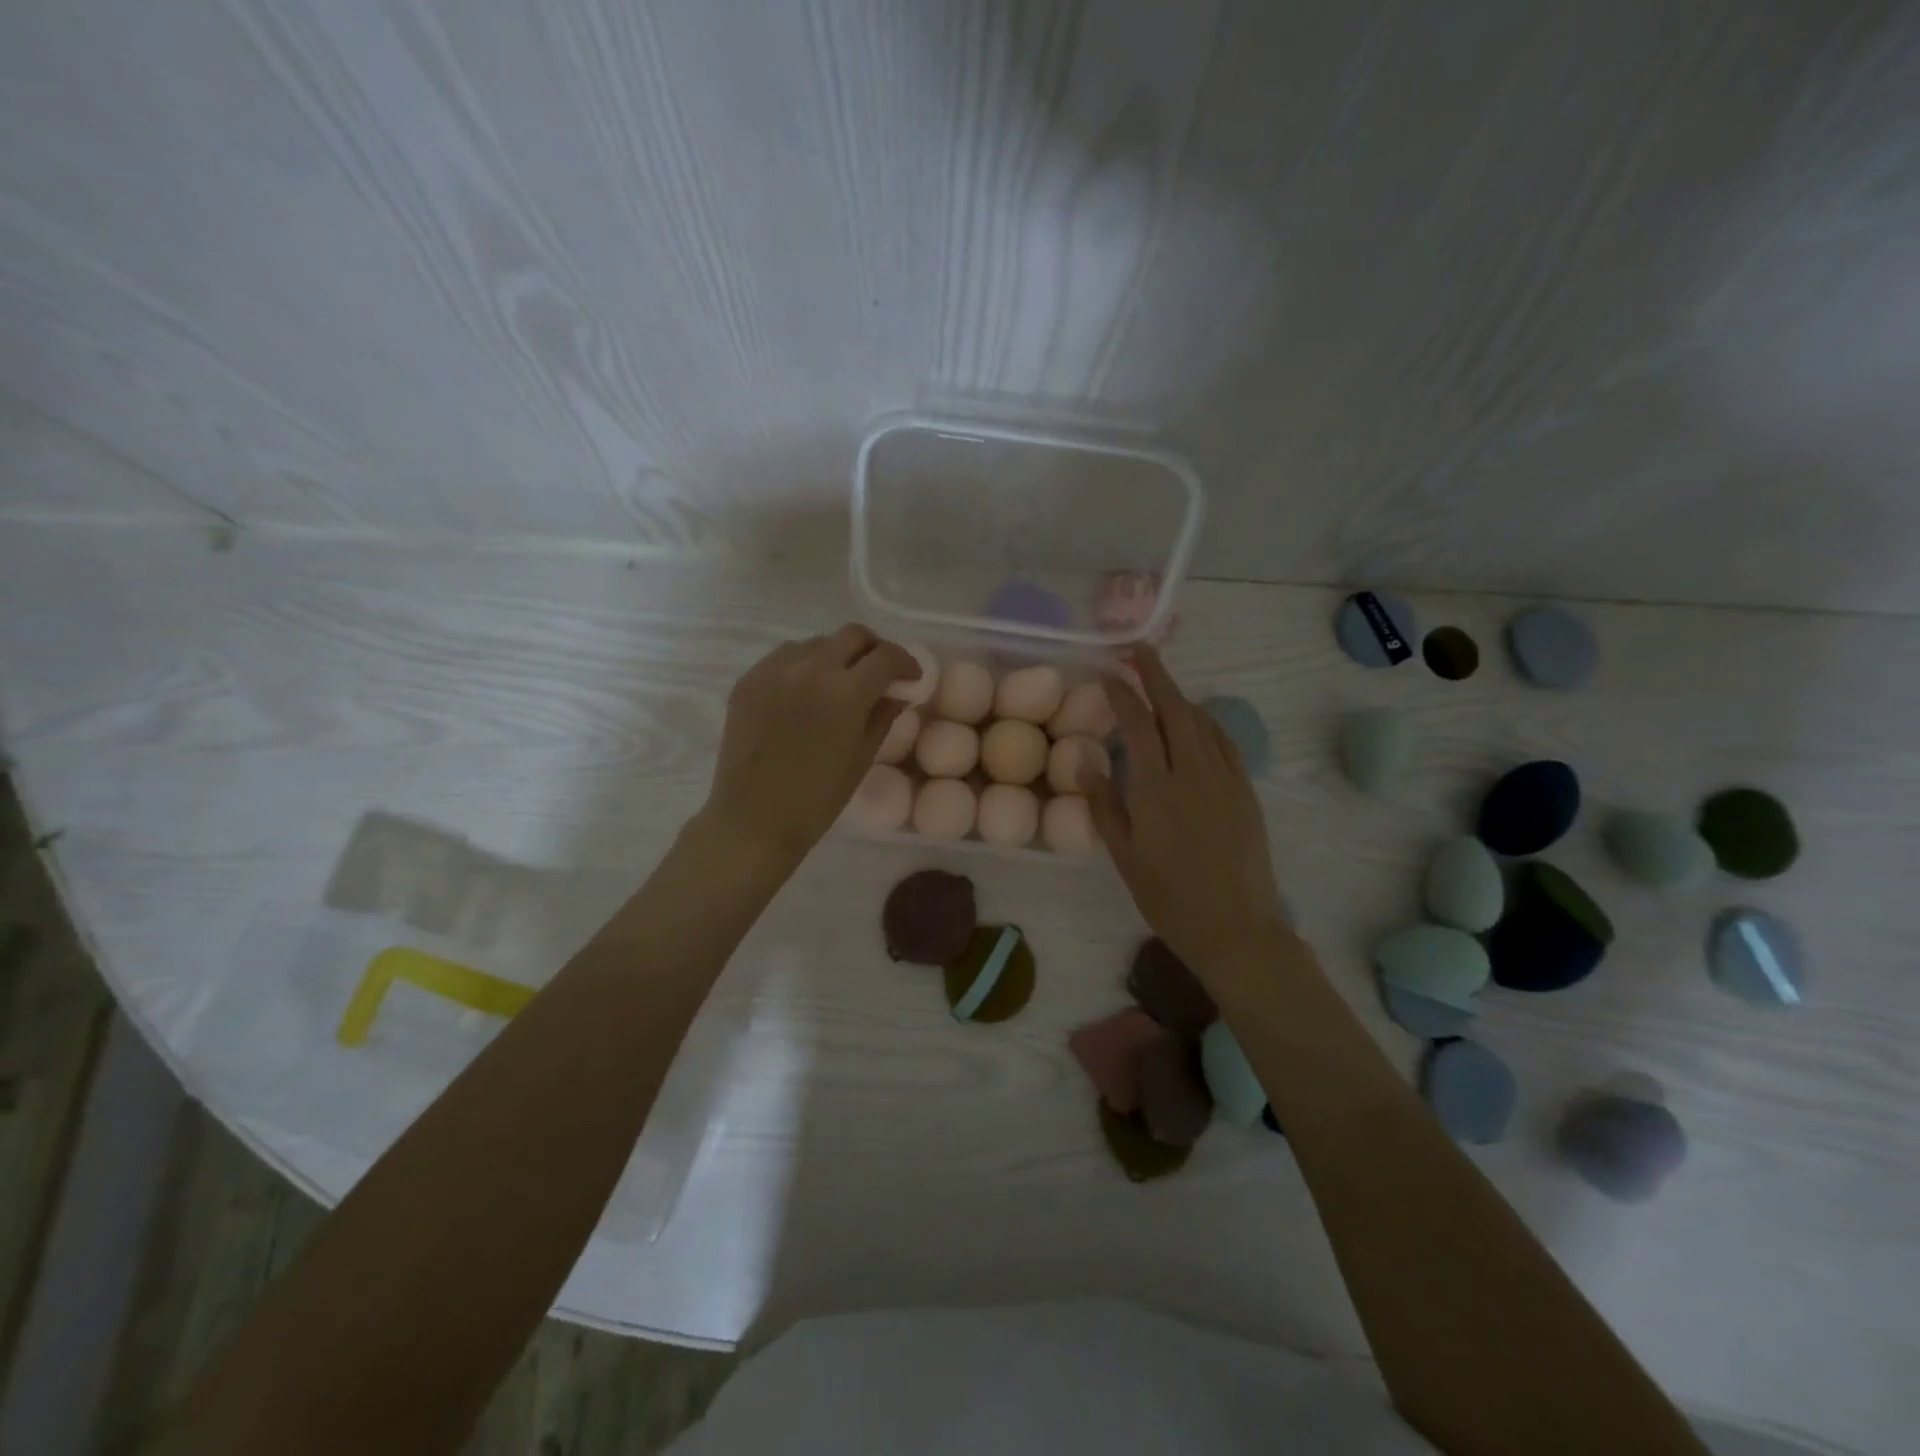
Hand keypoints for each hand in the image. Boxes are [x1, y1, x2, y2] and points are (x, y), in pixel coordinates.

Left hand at [701, 624, 917, 864]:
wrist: (753, 820)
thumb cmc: (817, 799)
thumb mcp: (862, 758)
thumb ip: (884, 715)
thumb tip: (899, 691)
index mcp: (845, 692)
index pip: (886, 656)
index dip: (906, 663)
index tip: (910, 677)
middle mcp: (810, 669)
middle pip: (853, 635)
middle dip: (874, 650)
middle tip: (879, 673)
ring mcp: (774, 670)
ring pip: (817, 643)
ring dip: (836, 656)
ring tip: (839, 684)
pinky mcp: (748, 679)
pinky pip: (785, 657)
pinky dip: (804, 666)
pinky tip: (805, 694)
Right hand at [1080, 645, 1288, 982]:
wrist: (1235, 927)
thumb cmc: (1168, 897)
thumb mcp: (1123, 856)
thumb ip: (1103, 805)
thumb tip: (1086, 761)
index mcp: (1156, 789)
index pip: (1138, 725)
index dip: (1122, 693)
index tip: (1107, 672)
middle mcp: (1192, 773)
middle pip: (1174, 709)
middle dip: (1155, 674)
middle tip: (1137, 649)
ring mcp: (1224, 779)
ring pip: (1201, 722)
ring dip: (1179, 695)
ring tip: (1160, 681)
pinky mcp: (1245, 791)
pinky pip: (1225, 743)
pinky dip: (1207, 722)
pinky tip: (1196, 720)